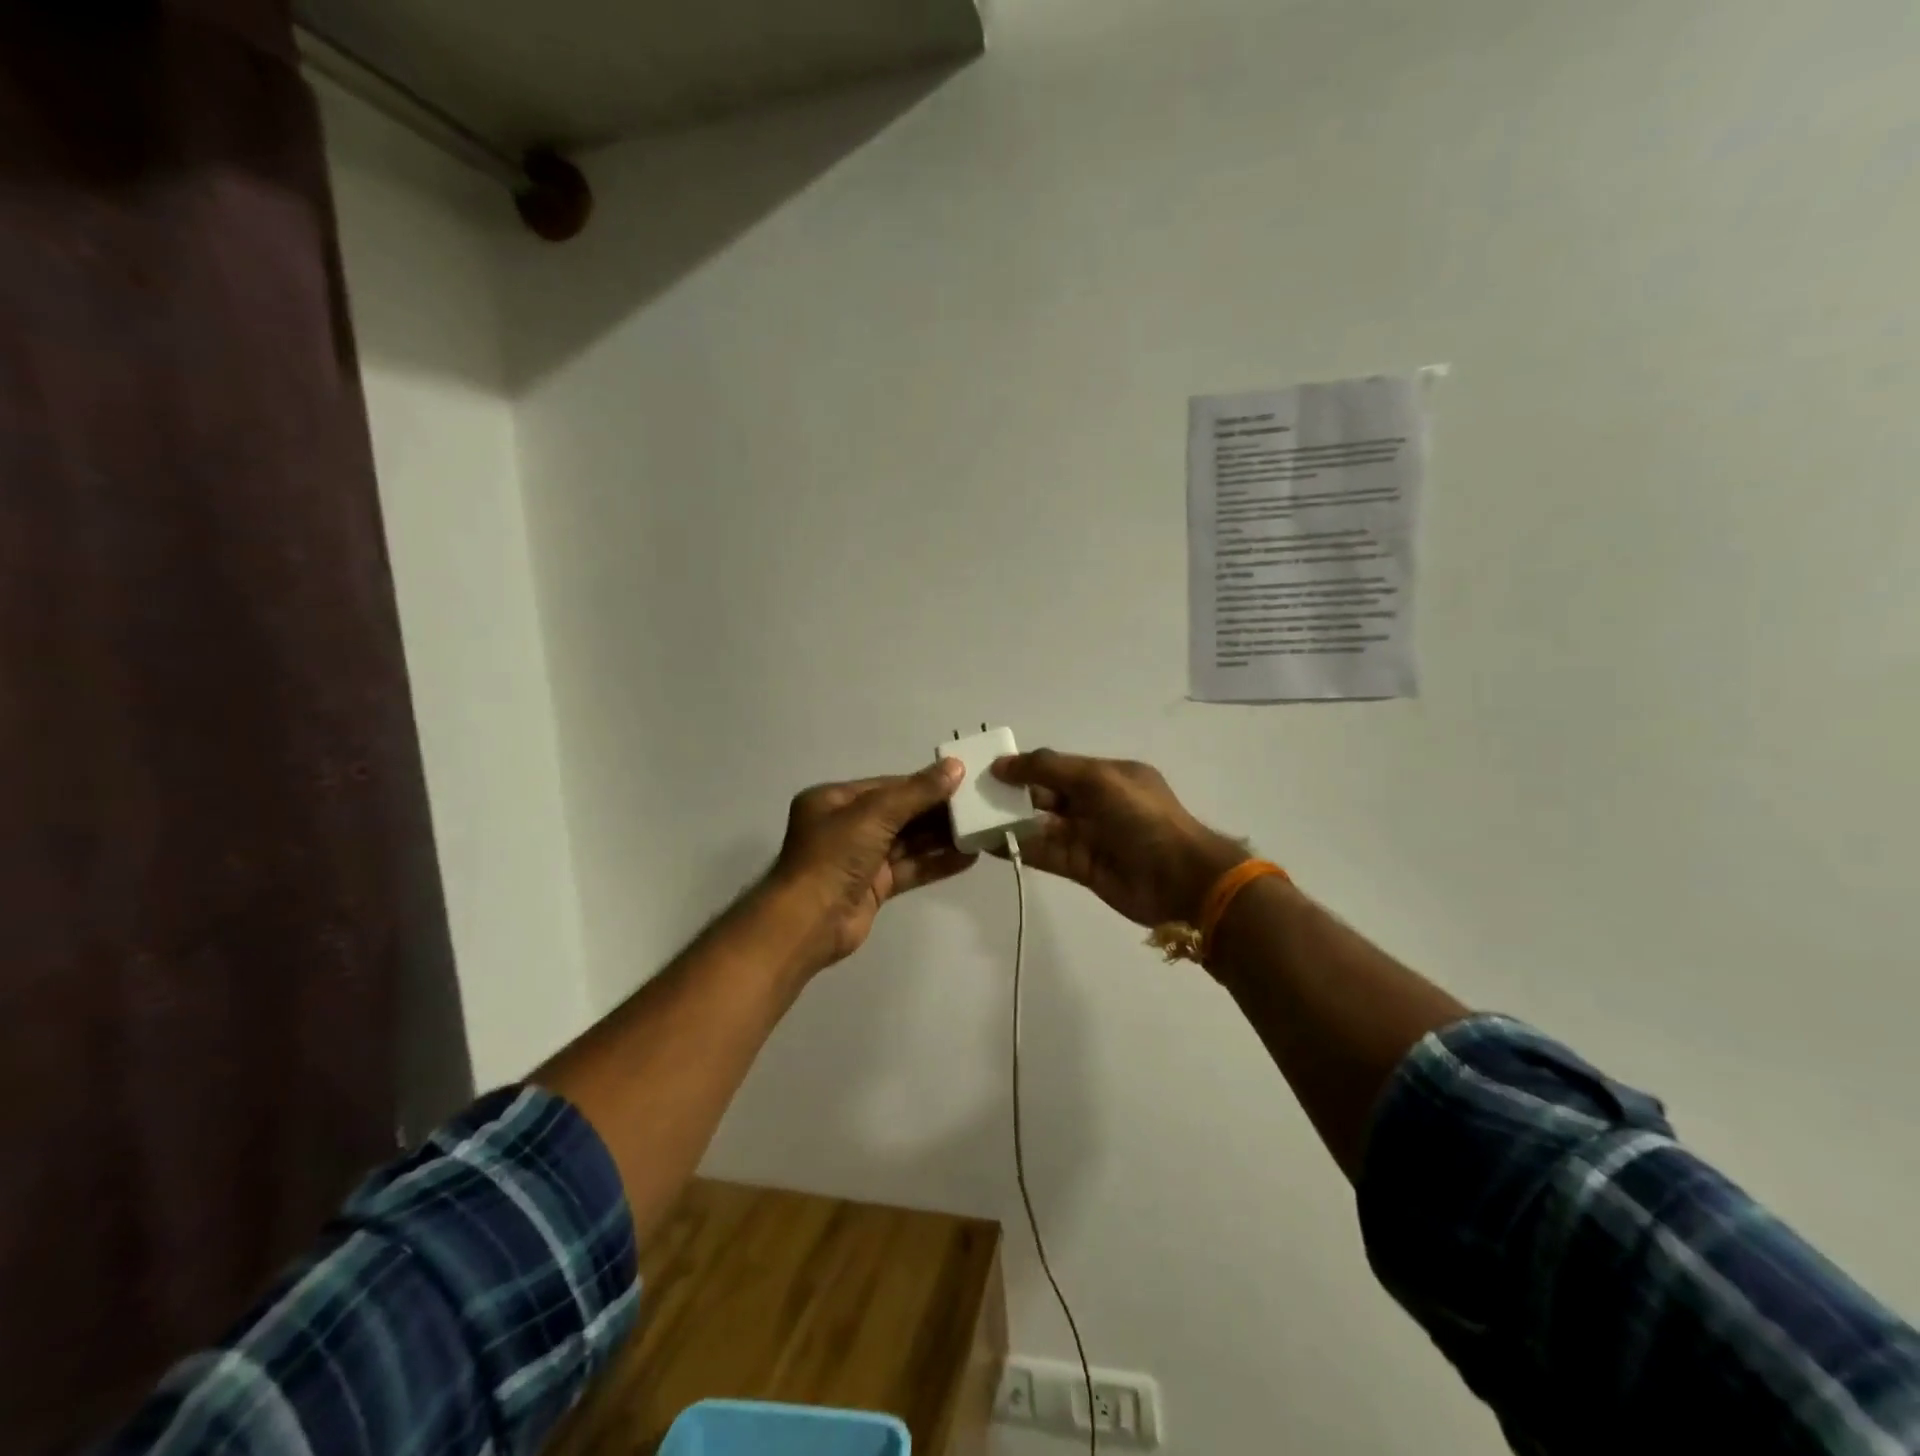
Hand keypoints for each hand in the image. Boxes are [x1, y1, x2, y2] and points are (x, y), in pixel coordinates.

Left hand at [770, 759, 975, 972]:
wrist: (808, 922)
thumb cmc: (834, 856)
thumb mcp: (875, 814)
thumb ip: (917, 792)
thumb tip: (955, 766)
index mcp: (835, 800)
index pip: (887, 786)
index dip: (924, 783)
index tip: (961, 781)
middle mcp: (846, 826)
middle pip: (900, 813)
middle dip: (936, 812)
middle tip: (977, 806)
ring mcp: (861, 858)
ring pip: (907, 842)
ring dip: (941, 838)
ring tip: (979, 831)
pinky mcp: (874, 887)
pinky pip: (910, 869)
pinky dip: (936, 863)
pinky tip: (968, 858)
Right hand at [993, 751, 1247, 927]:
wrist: (1181, 879)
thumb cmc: (1142, 818)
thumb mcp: (1098, 780)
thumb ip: (1049, 769)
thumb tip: (1004, 763)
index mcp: (1106, 775)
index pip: (1056, 767)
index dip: (1024, 767)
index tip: (988, 770)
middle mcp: (1095, 803)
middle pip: (1046, 795)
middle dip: (1013, 794)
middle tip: (973, 796)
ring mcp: (1088, 836)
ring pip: (1041, 825)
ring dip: (1010, 822)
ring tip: (973, 820)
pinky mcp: (1081, 867)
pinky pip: (1044, 853)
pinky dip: (1019, 848)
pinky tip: (990, 844)